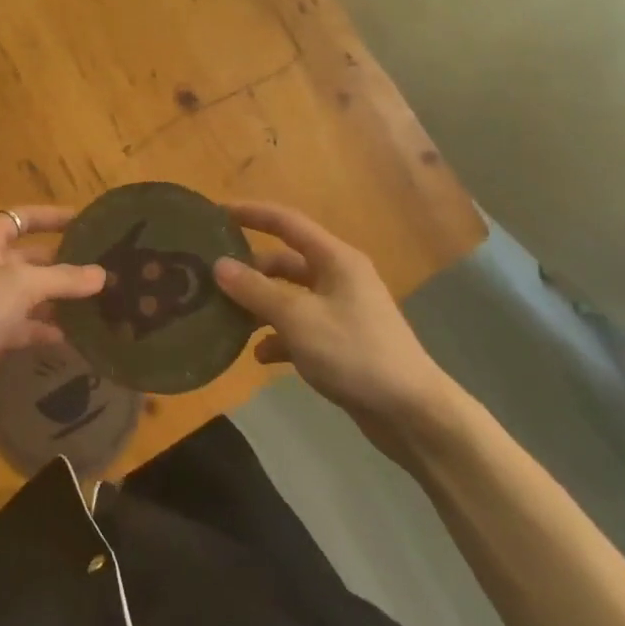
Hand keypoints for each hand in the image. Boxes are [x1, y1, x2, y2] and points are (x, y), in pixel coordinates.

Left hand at [0, 207, 104, 391]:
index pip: (20, 218)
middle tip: (98, 269)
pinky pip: (18, 324)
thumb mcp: (21, 286)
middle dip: (60, 263)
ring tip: (92, 303)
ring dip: (54, 298)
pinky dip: (40, 328)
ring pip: (25, 293)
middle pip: (27, 257)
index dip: (50, 216)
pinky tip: (68, 337)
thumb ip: (63, 278)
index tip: (83, 221)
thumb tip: (101, 274)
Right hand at [214, 201, 463, 458]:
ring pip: (289, 297)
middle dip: (250, 270)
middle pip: (285, 262)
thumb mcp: (298, 318)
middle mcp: (339, 278)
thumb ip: (255, 290)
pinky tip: (259, 356)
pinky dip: (278, 337)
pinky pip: (300, 329)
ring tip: (226, 318)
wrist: (412, 412)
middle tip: (212, 278)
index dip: (252, 214)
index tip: (217, 213)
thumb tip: (218, 265)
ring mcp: (341, 311)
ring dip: (260, 306)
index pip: (287, 222)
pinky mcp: (341, 342)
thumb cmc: (354, 353)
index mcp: (335, 259)